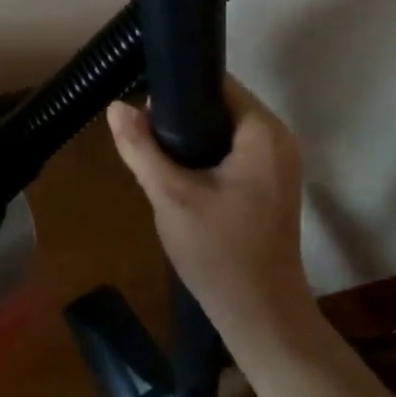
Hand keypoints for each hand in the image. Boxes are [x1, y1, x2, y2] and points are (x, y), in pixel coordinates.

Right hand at [107, 75, 309, 331]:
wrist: (258, 313)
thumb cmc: (218, 252)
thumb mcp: (171, 195)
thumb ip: (141, 147)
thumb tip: (116, 106)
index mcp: (263, 133)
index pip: (218, 83)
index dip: (177, 85)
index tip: (140, 100)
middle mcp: (278, 140)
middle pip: (220, 105)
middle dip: (178, 114)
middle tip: (139, 131)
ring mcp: (277, 164)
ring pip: (222, 130)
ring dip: (187, 137)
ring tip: (149, 149)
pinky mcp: (269, 185)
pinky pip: (230, 152)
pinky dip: (202, 155)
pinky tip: (174, 173)